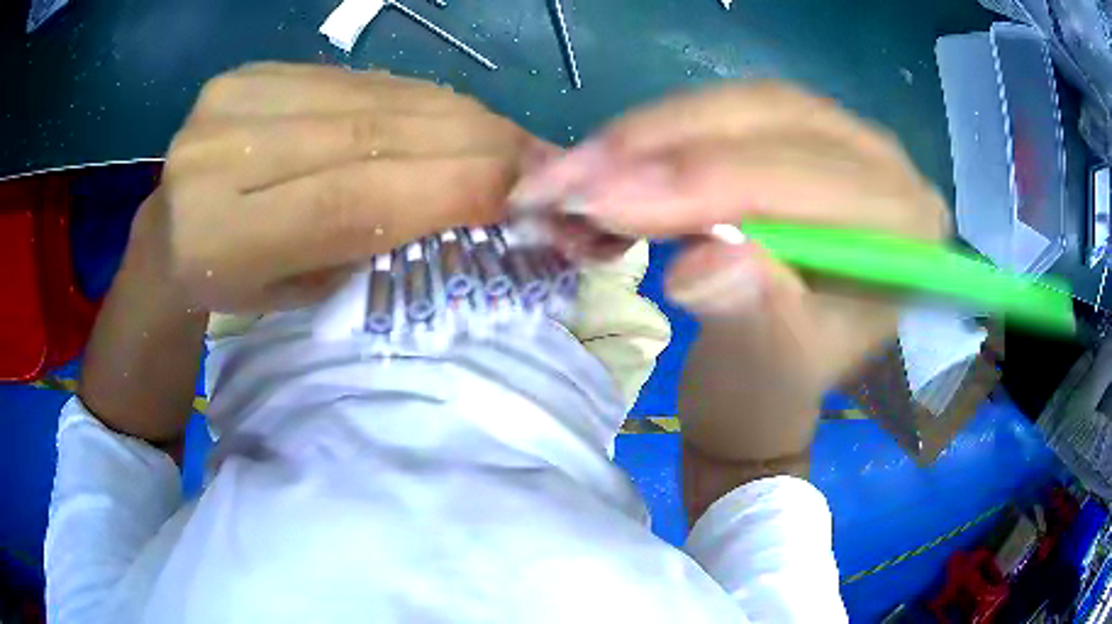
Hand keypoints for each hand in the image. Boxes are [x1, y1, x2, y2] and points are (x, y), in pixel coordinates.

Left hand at [159, 62, 532, 312]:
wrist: (171, 241)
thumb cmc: (236, 289)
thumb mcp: (302, 293)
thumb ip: (376, 241)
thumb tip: (476, 198)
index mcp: (219, 239)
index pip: (347, 200)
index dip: (446, 187)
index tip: (525, 190)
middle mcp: (216, 156)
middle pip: (365, 134)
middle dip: (468, 141)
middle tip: (535, 157)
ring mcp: (230, 100)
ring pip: (369, 97)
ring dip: (452, 115)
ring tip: (504, 138)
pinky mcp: (249, 73)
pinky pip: (353, 79)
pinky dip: (412, 98)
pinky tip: (451, 115)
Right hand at [510, 82, 950, 461]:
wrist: (763, 383)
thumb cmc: (773, 388)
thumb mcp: (765, 366)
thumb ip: (749, 310)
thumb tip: (702, 260)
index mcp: (906, 231)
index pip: (808, 183)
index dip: (703, 185)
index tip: (602, 198)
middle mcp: (886, 168)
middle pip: (770, 123)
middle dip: (661, 149)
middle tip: (571, 177)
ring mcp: (840, 139)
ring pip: (736, 107)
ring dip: (648, 135)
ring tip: (574, 171)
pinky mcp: (794, 134)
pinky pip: (720, 112)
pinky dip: (655, 134)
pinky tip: (608, 158)